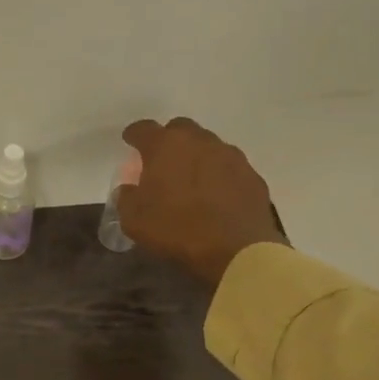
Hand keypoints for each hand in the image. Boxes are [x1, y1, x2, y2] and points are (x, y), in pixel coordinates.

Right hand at [117, 117, 288, 287]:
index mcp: (165, 146)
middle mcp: (199, 141)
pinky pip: (229, 167)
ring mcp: (230, 156)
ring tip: (190, 180)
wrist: (236, 250)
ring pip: (208, 146)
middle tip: (162, 161)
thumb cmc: (177, 229)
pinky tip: (216, 196)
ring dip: (196, 156)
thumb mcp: (133, 219)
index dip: (134, 135)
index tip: (129, 142)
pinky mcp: (252, 175)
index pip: (143, 128)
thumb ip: (126, 198)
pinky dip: (219, 175)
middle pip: (180, 129)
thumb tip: (130, 190)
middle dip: (169, 140)